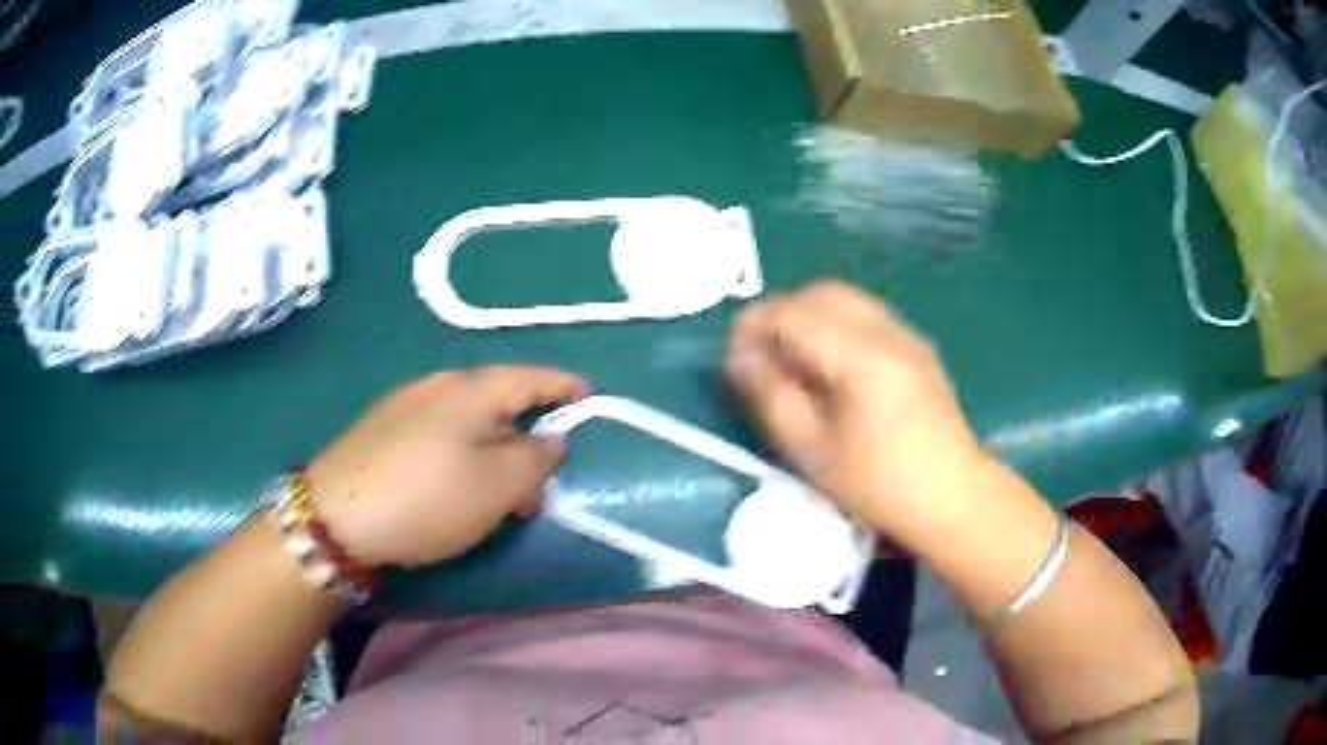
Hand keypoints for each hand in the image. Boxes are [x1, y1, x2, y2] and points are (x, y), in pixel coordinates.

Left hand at [306, 366, 587, 567]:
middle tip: (544, 474)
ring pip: (466, 421)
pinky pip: (439, 433)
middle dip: (527, 432)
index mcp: (471, 390)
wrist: (334, 514)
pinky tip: (457, 486)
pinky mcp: (382, 431)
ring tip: (504, 494)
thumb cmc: (426, 498)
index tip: (587, 394)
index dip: (561, 385)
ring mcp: (404, 406)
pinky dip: (463, 455)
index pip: (529, 377)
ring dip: (494, 451)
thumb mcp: (496, 486)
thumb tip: (551, 438)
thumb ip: (535, 459)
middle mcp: (437, 386)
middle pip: (496, 400)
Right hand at [725, 280, 987, 549]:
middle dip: (781, 313)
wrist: (952, 496)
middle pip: (821, 292)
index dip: (754, 325)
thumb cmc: (878, 484)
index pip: (793, 313)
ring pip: (845, 299)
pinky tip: (831, 366)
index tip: (733, 356)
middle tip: (760, 355)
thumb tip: (742, 357)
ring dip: (809, 316)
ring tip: (792, 361)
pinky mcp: (917, 346)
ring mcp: (907, 334)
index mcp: (861, 355)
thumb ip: (771, 395)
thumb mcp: (811, 450)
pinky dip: (836, 324)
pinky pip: (866, 315)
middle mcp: (887, 330)